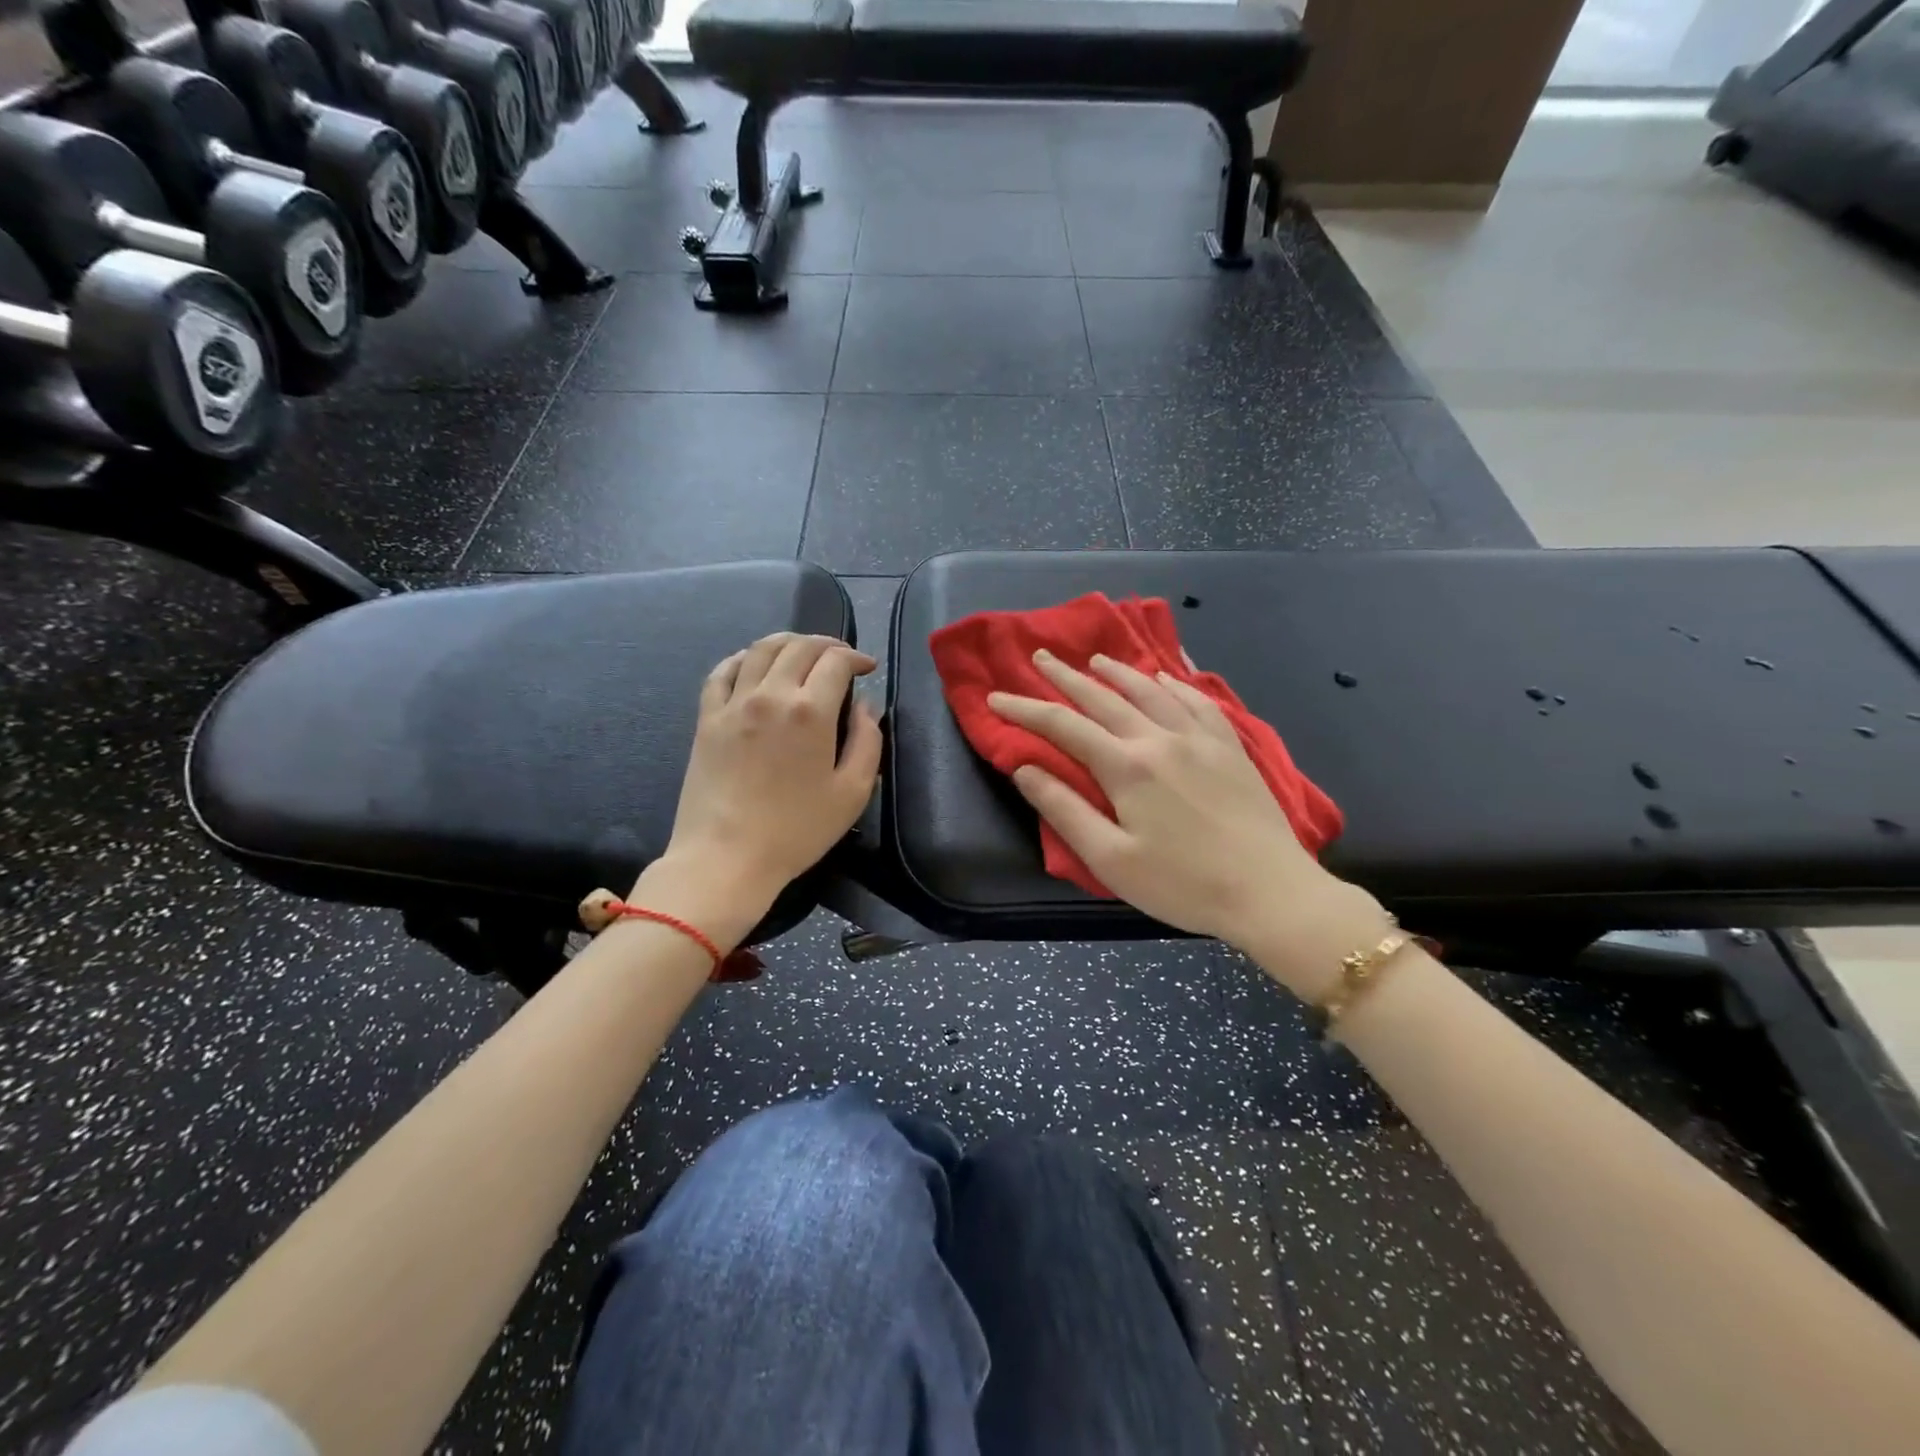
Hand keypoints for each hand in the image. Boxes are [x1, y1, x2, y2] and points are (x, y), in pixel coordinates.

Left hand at [645, 634, 881, 938]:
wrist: (726, 857)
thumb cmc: (797, 830)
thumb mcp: (853, 792)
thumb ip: (868, 741)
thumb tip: (865, 707)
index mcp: (811, 711)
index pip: (836, 661)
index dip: (856, 657)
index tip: (867, 667)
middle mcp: (771, 694)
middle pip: (800, 647)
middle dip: (827, 644)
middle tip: (840, 657)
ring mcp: (734, 703)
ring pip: (761, 649)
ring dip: (788, 642)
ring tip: (802, 652)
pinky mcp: (707, 718)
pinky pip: (722, 671)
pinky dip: (743, 658)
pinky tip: (753, 664)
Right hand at [988, 651, 1384, 996]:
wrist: (1270, 892)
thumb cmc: (1183, 884)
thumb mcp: (1110, 860)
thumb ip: (1065, 810)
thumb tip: (1024, 768)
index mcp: (1127, 767)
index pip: (1063, 727)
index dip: (1025, 710)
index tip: (995, 698)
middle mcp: (1160, 739)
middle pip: (1103, 697)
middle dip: (1066, 677)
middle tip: (1041, 657)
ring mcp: (1200, 738)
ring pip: (1151, 691)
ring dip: (1117, 672)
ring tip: (1096, 659)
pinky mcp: (1231, 747)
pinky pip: (1197, 701)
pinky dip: (1174, 684)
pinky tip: (1165, 677)